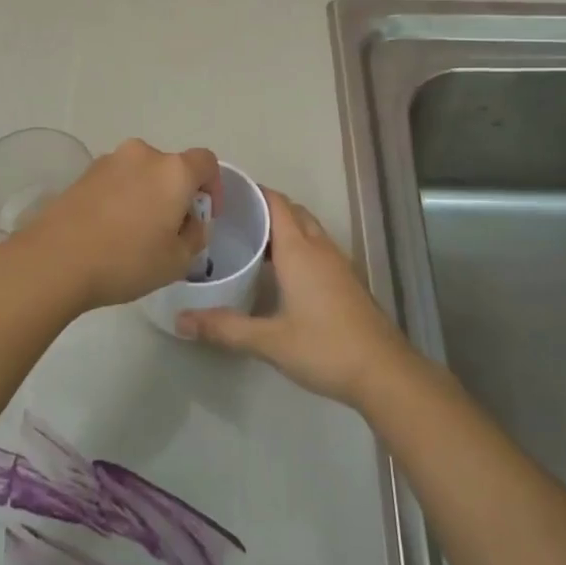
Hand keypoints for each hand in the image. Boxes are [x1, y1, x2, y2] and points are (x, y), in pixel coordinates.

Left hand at [19, 139, 219, 311]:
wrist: (54, 260)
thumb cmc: (126, 260)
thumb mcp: (177, 261)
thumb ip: (195, 236)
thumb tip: (190, 222)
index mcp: (173, 171)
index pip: (206, 163)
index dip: (214, 187)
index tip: (204, 215)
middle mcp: (142, 155)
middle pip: (171, 168)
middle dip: (177, 194)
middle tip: (170, 230)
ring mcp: (108, 161)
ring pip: (141, 174)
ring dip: (147, 195)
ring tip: (136, 234)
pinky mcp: (83, 174)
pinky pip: (115, 182)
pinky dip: (121, 198)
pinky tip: (110, 231)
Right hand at [177, 188, 414, 408]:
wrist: (384, 373)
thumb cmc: (325, 348)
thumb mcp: (269, 341)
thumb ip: (224, 328)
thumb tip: (180, 320)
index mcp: (300, 251)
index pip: (275, 203)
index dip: (252, 192)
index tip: (224, 192)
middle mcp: (320, 248)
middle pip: (292, 212)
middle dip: (265, 208)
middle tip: (231, 219)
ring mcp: (338, 263)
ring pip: (307, 229)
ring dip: (282, 227)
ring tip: (250, 241)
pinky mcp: (347, 281)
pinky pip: (317, 247)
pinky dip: (297, 246)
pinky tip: (280, 272)